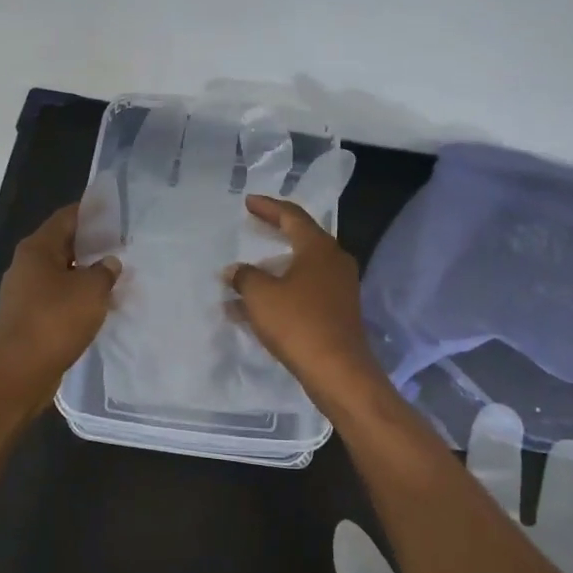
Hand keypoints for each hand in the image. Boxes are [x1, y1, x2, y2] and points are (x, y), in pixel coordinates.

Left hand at [0, 203, 119, 387]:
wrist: (18, 372)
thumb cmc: (54, 321)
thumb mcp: (91, 291)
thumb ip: (105, 272)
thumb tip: (109, 263)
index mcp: (37, 249)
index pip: (66, 218)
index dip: (91, 213)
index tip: (114, 212)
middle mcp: (26, 266)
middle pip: (62, 245)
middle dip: (92, 246)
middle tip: (122, 246)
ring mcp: (23, 294)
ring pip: (61, 274)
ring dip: (86, 275)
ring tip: (116, 278)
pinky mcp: (27, 318)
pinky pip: (57, 299)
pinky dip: (77, 298)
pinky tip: (98, 307)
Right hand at [226, 195, 387, 410]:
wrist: (338, 371)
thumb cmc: (298, 323)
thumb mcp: (261, 296)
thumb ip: (244, 277)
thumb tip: (234, 270)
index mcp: (318, 247)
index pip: (292, 216)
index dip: (268, 207)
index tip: (248, 201)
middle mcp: (334, 261)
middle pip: (301, 238)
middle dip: (274, 232)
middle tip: (252, 224)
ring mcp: (339, 288)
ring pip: (300, 268)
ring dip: (273, 269)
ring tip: (244, 271)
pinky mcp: (337, 311)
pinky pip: (303, 291)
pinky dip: (280, 291)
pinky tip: (253, 307)